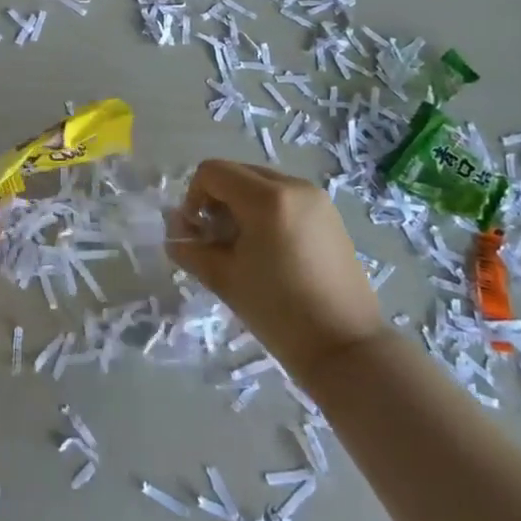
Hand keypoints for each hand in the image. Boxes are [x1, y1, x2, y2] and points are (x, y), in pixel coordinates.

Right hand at [168, 160, 382, 367]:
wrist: (346, 349)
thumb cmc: (279, 313)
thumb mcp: (224, 278)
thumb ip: (191, 248)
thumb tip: (174, 233)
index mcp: (267, 198)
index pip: (213, 172)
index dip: (193, 197)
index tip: (197, 233)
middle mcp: (294, 186)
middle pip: (237, 173)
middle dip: (217, 200)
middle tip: (216, 240)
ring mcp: (317, 199)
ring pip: (261, 184)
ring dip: (241, 205)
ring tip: (244, 247)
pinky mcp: (330, 215)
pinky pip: (285, 197)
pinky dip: (266, 211)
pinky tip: (270, 250)